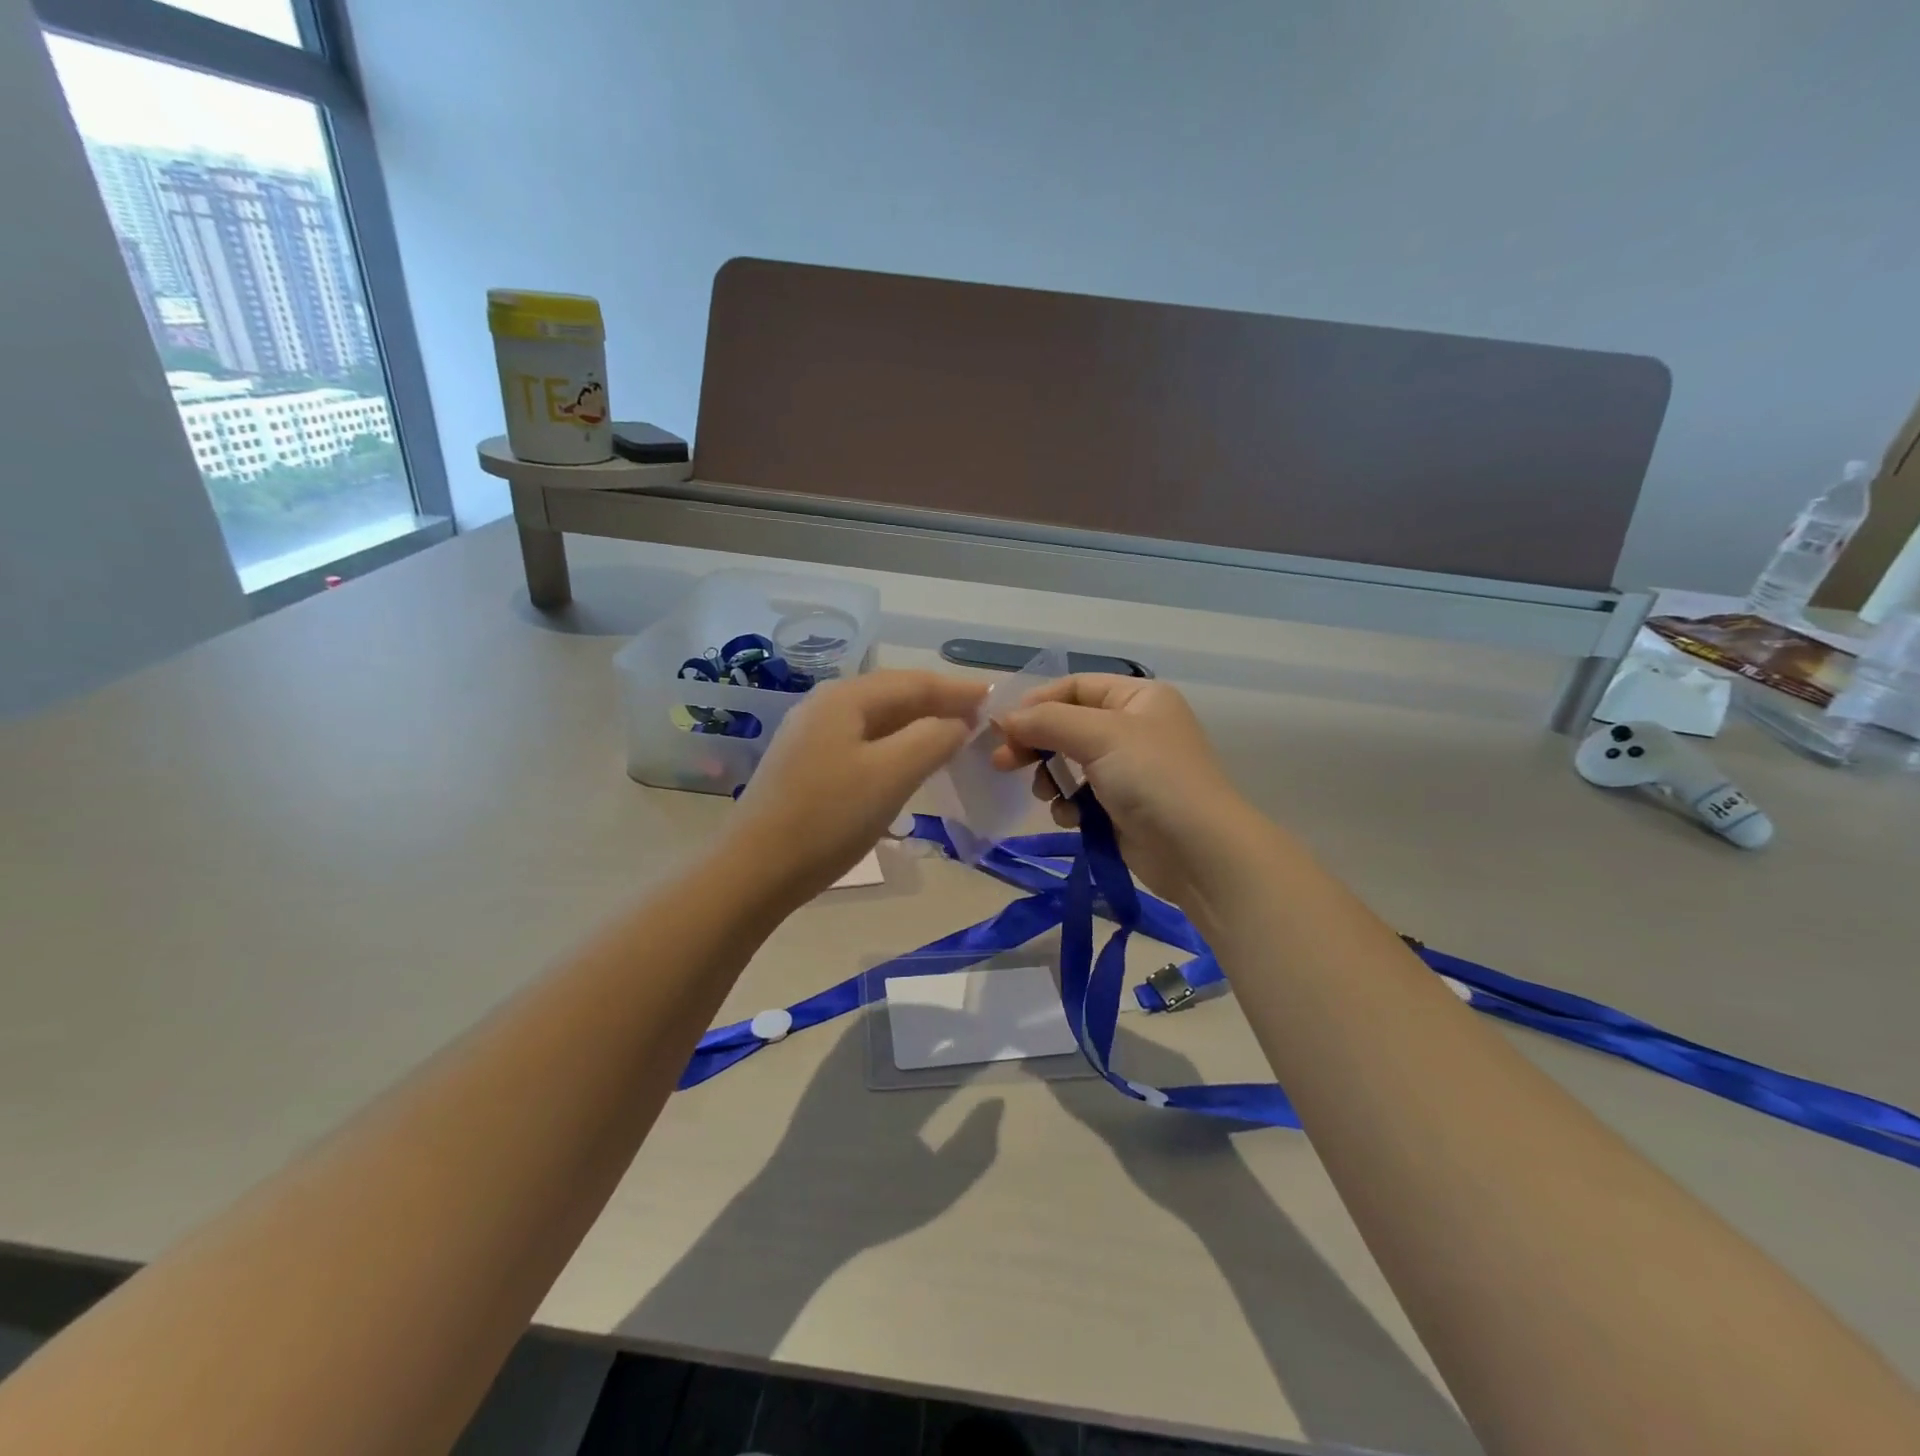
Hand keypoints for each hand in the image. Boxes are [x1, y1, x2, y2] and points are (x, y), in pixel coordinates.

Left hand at [725, 669, 986, 902]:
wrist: (754, 870)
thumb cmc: (829, 818)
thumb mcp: (892, 774)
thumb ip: (933, 738)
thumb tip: (958, 723)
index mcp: (846, 698)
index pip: (914, 682)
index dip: (958, 689)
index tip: (997, 699)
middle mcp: (825, 705)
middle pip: (894, 696)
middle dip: (939, 704)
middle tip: (980, 719)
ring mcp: (811, 735)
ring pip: (878, 721)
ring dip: (918, 727)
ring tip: (953, 739)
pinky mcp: (805, 765)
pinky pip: (862, 743)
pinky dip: (895, 747)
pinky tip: (908, 764)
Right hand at [990, 674, 1266, 910]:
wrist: (1198, 851)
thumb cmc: (1152, 778)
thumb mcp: (1099, 736)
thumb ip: (1047, 721)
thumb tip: (1003, 719)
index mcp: (1137, 698)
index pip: (1075, 687)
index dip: (1037, 702)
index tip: (1002, 725)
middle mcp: (1133, 728)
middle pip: (1067, 725)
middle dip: (1035, 743)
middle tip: (1002, 762)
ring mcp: (1127, 769)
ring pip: (1068, 763)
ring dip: (1049, 778)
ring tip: (1045, 794)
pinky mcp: (1120, 807)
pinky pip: (1079, 796)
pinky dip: (1069, 805)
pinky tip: (1071, 818)